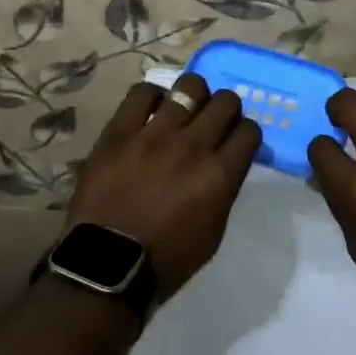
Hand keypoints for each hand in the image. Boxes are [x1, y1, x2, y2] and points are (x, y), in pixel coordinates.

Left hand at [65, 74, 260, 298]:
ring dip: (194, 96)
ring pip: (189, 87)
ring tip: (185, 108)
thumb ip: (224, 189)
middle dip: (226, 109)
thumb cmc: (166, 259)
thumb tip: (225, 163)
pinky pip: (141, 93)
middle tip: (214, 120)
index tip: (236, 140)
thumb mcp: (213, 231)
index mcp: (219, 175)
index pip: (249, 131)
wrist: (106, 267)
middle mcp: (193, 146)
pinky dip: (152, 96)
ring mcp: (154, 135)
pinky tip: (152, 109)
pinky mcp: (119, 132)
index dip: (245, 133)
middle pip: (225, 102)